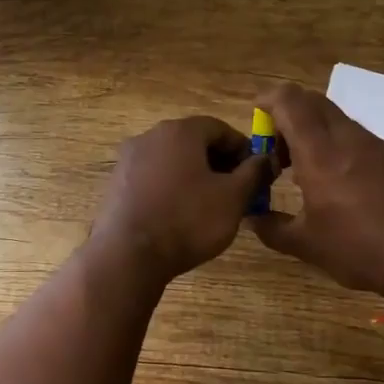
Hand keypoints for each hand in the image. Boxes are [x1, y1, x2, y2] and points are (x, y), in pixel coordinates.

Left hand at [91, 117, 273, 283]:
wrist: (128, 255)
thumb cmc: (187, 220)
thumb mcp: (233, 198)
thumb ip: (254, 173)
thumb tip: (267, 158)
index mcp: (180, 131)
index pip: (220, 128)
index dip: (242, 149)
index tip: (255, 174)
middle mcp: (150, 136)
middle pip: (193, 141)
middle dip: (218, 162)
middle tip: (235, 191)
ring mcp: (128, 159)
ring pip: (171, 160)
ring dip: (194, 175)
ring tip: (208, 205)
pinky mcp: (116, 183)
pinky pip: (152, 177)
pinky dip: (170, 187)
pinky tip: (178, 214)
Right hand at [250, 83, 383, 294]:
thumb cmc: (358, 249)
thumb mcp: (306, 245)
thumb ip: (271, 227)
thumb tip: (251, 217)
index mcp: (320, 153)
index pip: (290, 101)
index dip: (269, 99)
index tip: (257, 115)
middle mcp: (349, 139)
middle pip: (314, 103)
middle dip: (289, 116)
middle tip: (279, 151)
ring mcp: (380, 146)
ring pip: (339, 121)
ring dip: (316, 134)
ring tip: (309, 173)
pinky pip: (362, 140)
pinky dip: (342, 149)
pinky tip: (345, 187)